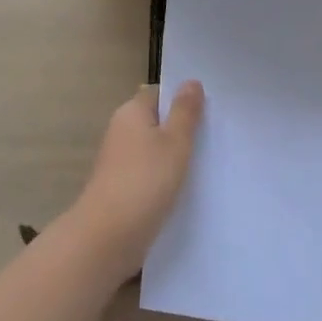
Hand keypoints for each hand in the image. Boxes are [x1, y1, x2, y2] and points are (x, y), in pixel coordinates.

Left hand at [70, 81, 203, 276]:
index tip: (209, 111)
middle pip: (157, 122)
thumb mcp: (175, 142)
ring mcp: (119, 162)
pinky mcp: (121, 189)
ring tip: (207, 164)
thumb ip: (185, 112)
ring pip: (154, 150)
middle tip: (214, 137)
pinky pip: (149, 174)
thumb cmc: (145, 182)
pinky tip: (186, 190)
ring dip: (175, 157)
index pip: (160, 94)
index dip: (183, 99)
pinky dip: (165, 179)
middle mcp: (121, 131)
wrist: (107, 239)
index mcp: (131, 112)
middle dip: (182, 129)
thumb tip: (191, 81)